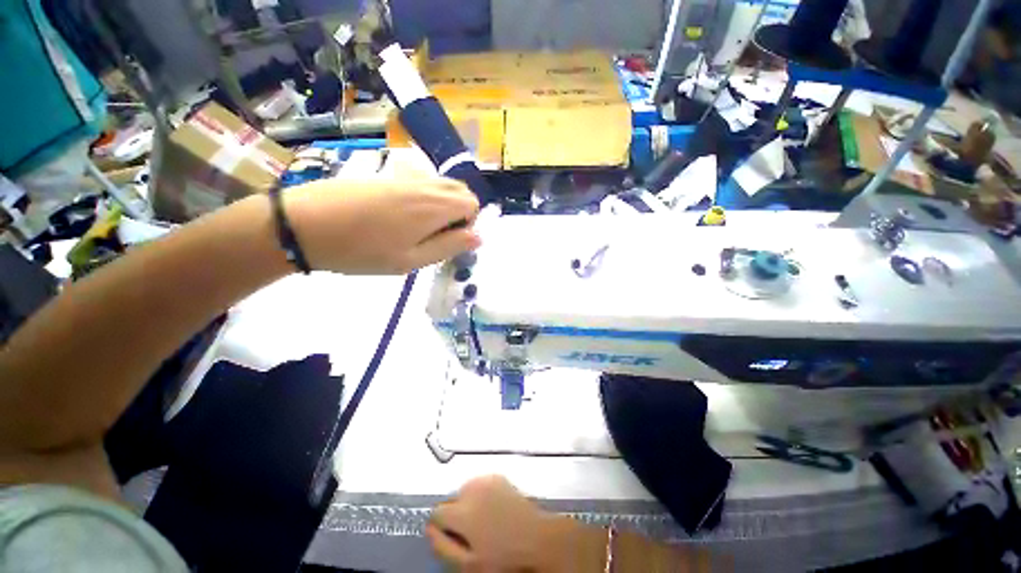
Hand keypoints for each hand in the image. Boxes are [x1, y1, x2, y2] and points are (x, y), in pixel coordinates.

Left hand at [283, 177, 479, 273]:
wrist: (306, 224)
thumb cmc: (363, 251)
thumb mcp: (412, 260)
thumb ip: (450, 246)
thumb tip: (479, 237)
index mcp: (434, 206)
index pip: (472, 203)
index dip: (468, 224)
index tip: (448, 241)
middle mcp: (425, 185)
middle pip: (460, 190)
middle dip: (459, 212)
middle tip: (437, 235)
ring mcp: (405, 177)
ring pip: (441, 185)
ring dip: (443, 205)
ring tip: (419, 228)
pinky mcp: (388, 176)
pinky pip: (421, 183)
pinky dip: (425, 198)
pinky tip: (401, 217)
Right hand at [428, 475, 590, 571]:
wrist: (536, 537)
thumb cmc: (503, 556)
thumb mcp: (469, 564)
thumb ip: (443, 547)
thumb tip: (429, 530)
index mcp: (463, 511)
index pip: (437, 512)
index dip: (441, 527)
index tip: (452, 537)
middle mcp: (472, 489)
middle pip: (452, 499)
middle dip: (456, 514)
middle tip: (471, 533)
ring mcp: (487, 480)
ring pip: (465, 490)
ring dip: (468, 503)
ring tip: (483, 521)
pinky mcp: (498, 476)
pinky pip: (480, 484)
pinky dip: (481, 494)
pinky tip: (493, 509)